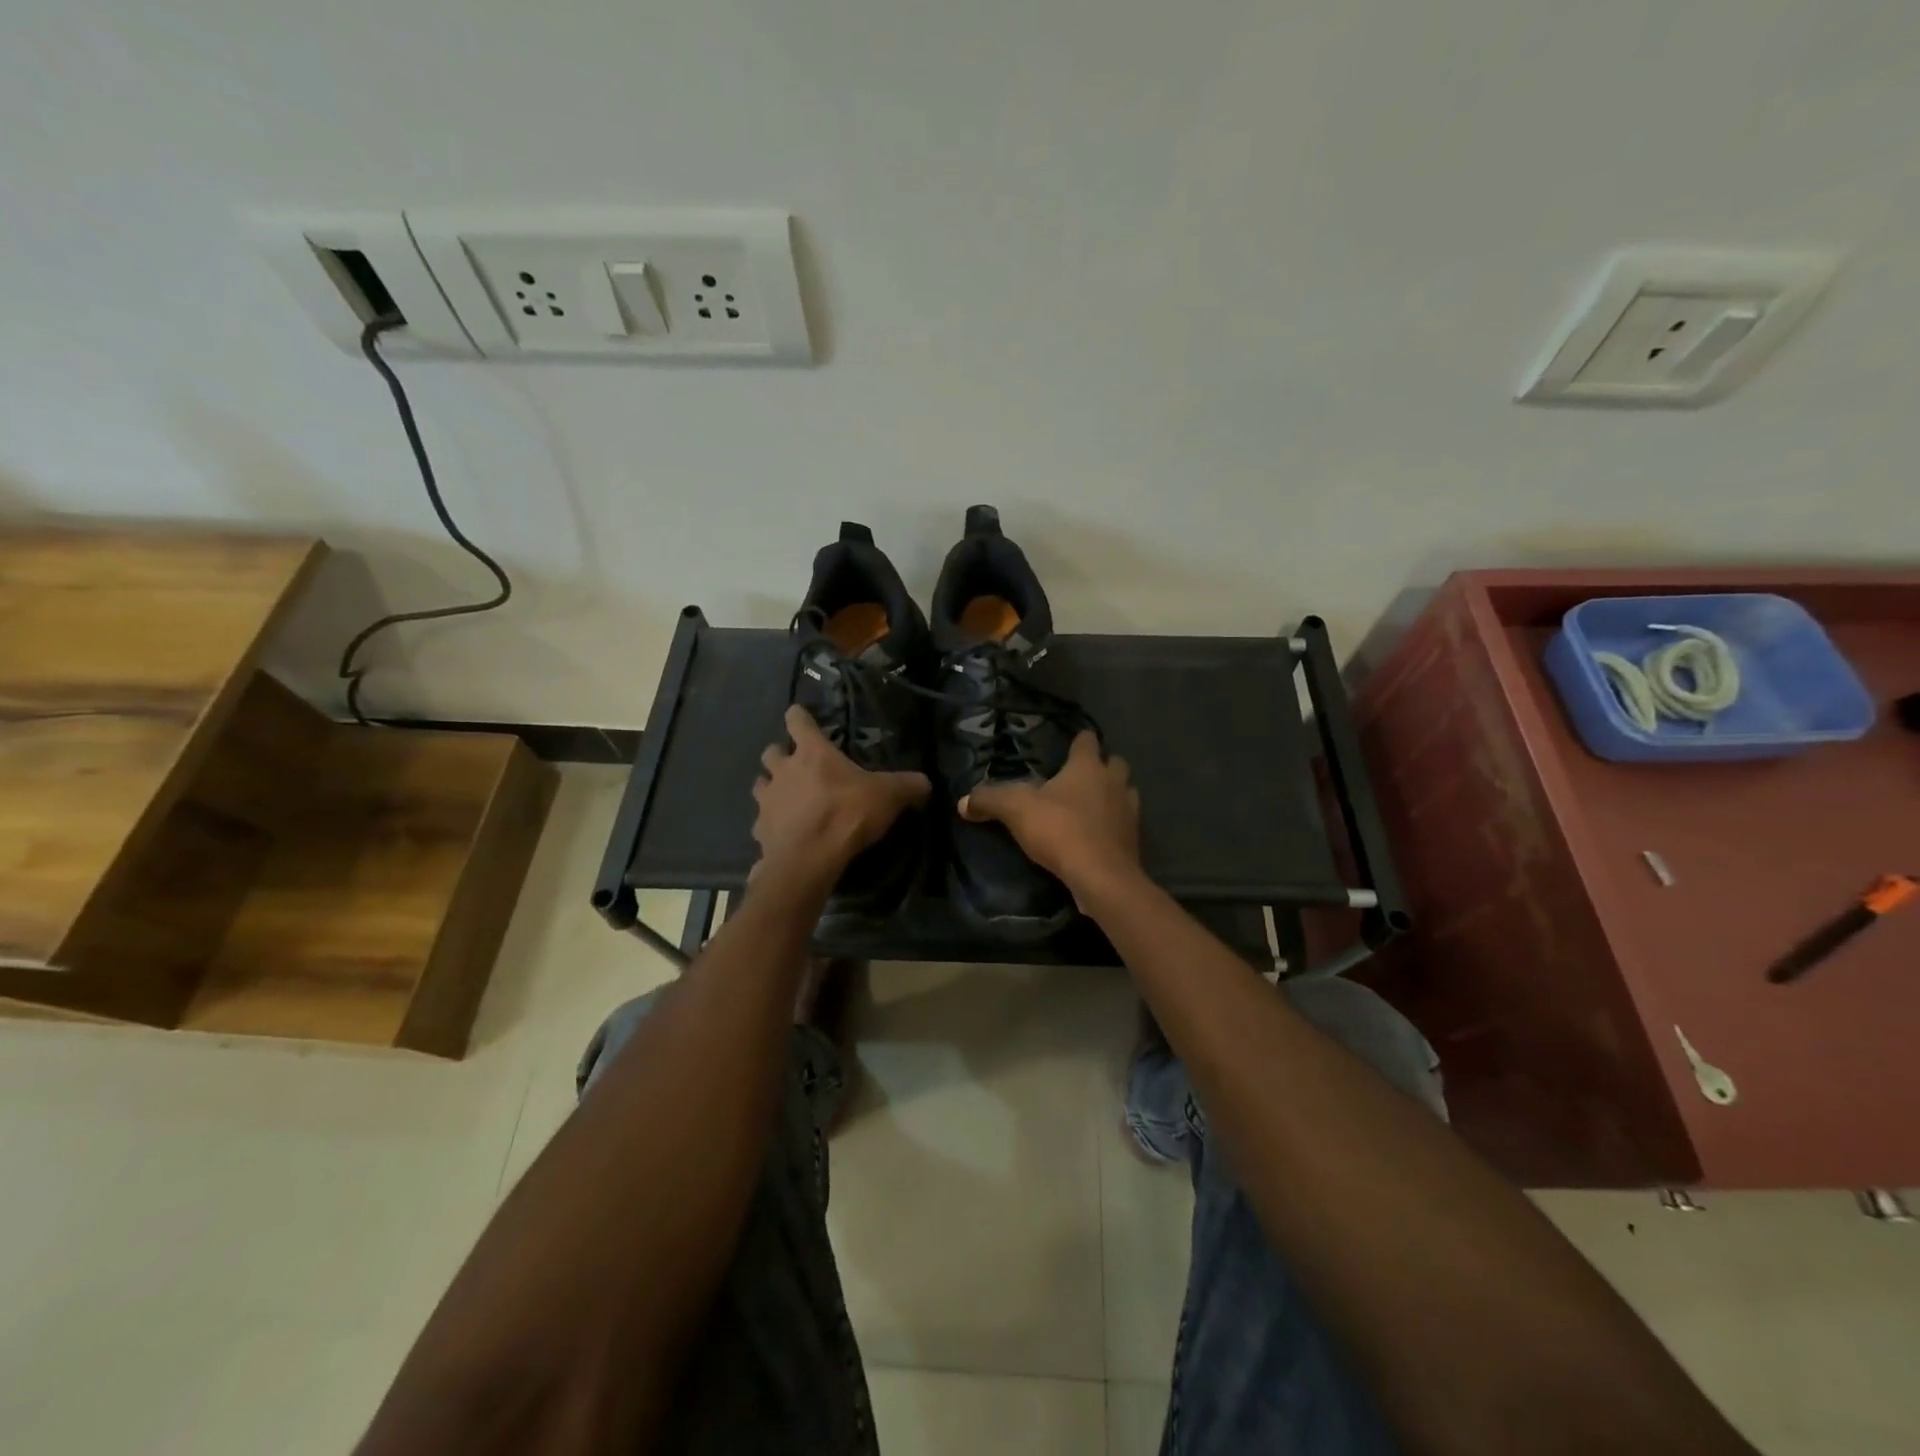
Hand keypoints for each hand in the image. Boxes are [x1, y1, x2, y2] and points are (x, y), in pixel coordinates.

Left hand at [753, 705, 929, 894]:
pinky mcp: (759, 829)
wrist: (809, 859)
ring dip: (770, 786)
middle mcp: (783, 770)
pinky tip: (784, 833)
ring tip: (787, 797)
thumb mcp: (888, 796)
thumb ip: (908, 786)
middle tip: (796, 765)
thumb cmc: (847, 814)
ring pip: (760, 784)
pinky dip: (770, 824)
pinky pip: (761, 821)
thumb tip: (925, 783)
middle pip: (771, 751)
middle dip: (780, 754)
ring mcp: (767, 800)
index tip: (799, 716)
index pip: (797, 721)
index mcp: (812, 753)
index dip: (798, 716)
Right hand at [960, 731, 1142, 902]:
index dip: (1078, 741)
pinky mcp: (1135, 839)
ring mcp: (1129, 810)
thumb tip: (963, 802)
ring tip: (1091, 806)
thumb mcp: (1016, 810)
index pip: (1087, 740)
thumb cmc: (1061, 830)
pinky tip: (1098, 836)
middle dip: (1101, 767)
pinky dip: (1114, 825)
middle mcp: (1114, 782)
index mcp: (1088, 766)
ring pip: (1125, 792)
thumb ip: (989, 800)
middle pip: (1115, 763)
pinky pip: (1126, 823)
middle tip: (1078, 779)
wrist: (1102, 877)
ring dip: (1112, 795)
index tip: (1067, 747)